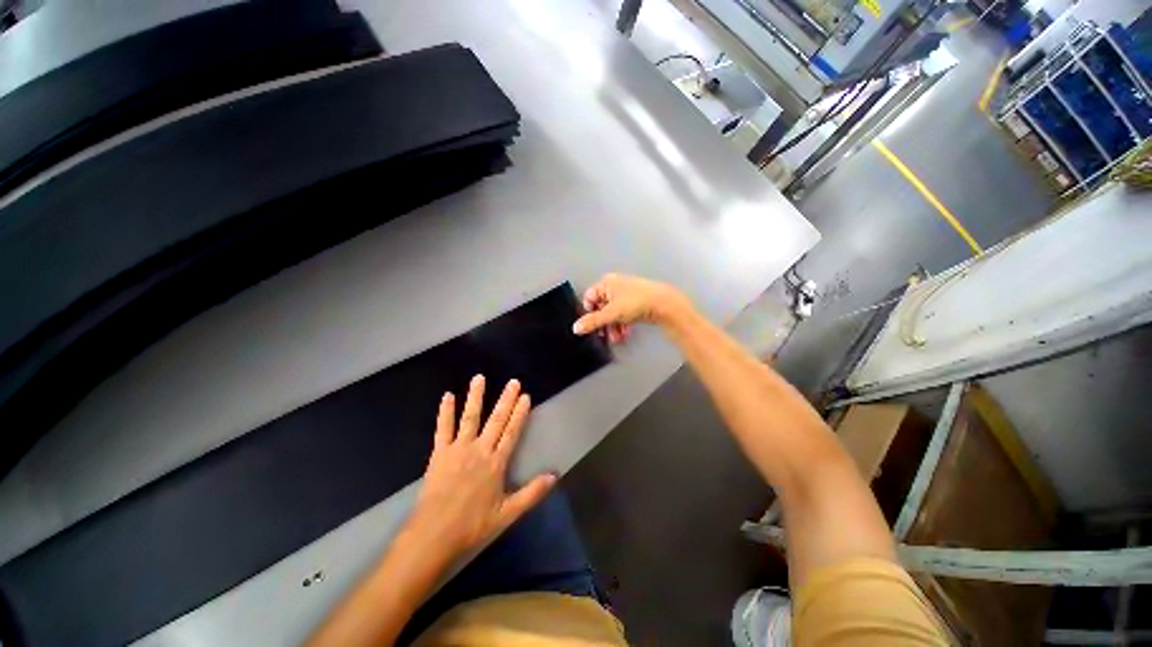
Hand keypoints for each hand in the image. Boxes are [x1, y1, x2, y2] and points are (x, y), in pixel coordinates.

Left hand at [407, 375, 555, 556]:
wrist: (434, 535)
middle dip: (506, 399)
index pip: (512, 432)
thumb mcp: (507, 514)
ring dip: (475, 396)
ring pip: (470, 417)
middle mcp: (479, 450)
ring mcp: (458, 449)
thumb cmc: (472, 525)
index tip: (526, 396)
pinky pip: (443, 428)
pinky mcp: (440, 453)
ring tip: (480, 378)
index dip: (520, 413)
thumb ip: (532, 493)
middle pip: (496, 420)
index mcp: (496, 463)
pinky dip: (445, 412)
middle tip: (513, 381)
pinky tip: (447, 396)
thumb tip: (555, 476)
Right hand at [572, 273, 690, 342]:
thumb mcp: (611, 314)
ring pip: (613, 313)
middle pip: (601, 307)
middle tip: (605, 337)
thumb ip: (593, 322)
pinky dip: (622, 324)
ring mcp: (626, 294)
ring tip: (617, 339)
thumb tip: (575, 328)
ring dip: (613, 327)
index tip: (592, 326)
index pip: (589, 298)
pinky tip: (626, 334)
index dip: (589, 313)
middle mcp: (614, 286)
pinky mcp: (636, 302)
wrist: (664, 304)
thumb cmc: (635, 303)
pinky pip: (623, 314)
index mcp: (606, 283)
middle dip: (603, 324)